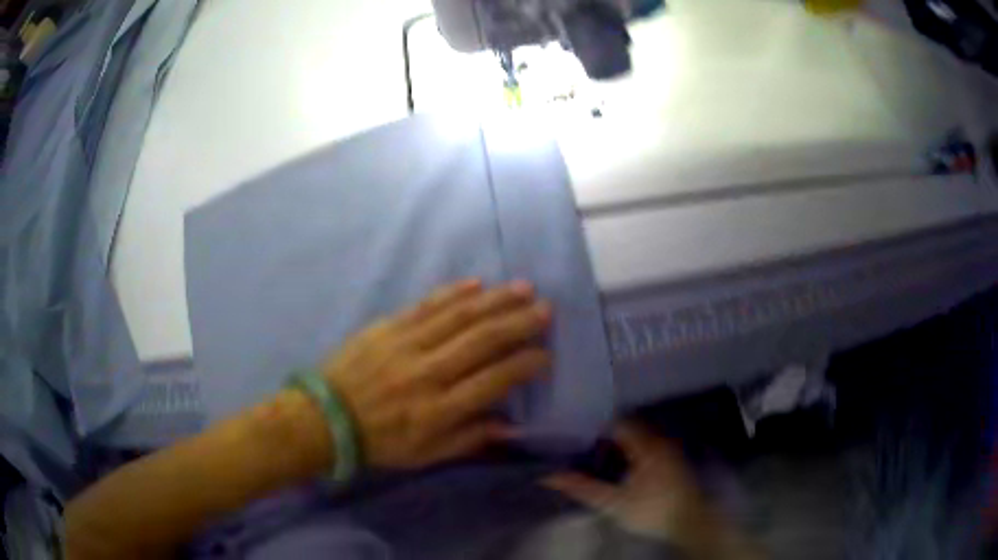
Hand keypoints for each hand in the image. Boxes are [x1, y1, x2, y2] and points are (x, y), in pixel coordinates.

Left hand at [322, 278, 551, 469]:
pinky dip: (452, 293)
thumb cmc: (380, 441)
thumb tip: (512, 425)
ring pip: (459, 316)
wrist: (326, 418)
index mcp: (439, 409)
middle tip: (545, 309)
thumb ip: (470, 439)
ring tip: (523, 288)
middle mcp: (428, 372)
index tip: (546, 355)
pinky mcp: (387, 327)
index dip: (525, 365)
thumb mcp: (427, 455)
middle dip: (519, 323)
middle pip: (482, 340)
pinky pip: (425, 305)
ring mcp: (406, 344)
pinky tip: (476, 283)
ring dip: (495, 300)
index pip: (494, 380)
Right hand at [543, 422, 761, 558]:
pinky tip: (619, 462)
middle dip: (606, 433)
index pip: (618, 422)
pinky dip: (631, 449)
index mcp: (646, 445)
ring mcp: (669, 449)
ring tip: (594, 450)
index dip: (596, 424)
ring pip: (639, 436)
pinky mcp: (673, 459)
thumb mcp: (613, 503)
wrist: (690, 521)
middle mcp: (660, 440)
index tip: (575, 430)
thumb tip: (549, 476)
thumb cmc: (652, 510)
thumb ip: (583, 488)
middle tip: (581, 441)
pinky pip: (647, 445)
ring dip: (619, 442)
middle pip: (628, 427)